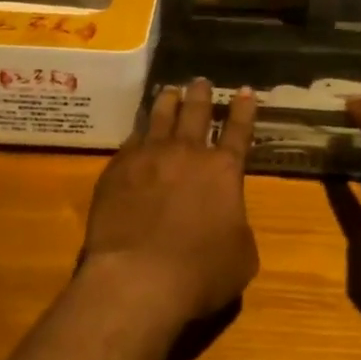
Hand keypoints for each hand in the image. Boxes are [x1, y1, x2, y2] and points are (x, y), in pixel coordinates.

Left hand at [78, 79, 259, 324]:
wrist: (138, 278)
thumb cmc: (201, 272)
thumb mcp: (241, 256)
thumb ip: (236, 228)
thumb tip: (227, 220)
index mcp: (224, 171)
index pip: (239, 131)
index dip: (243, 110)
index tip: (244, 90)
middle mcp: (187, 154)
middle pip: (196, 113)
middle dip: (201, 95)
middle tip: (201, 81)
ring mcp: (148, 157)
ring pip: (159, 117)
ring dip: (168, 102)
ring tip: (170, 91)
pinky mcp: (116, 170)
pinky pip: (130, 140)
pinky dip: (138, 132)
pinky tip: (137, 131)